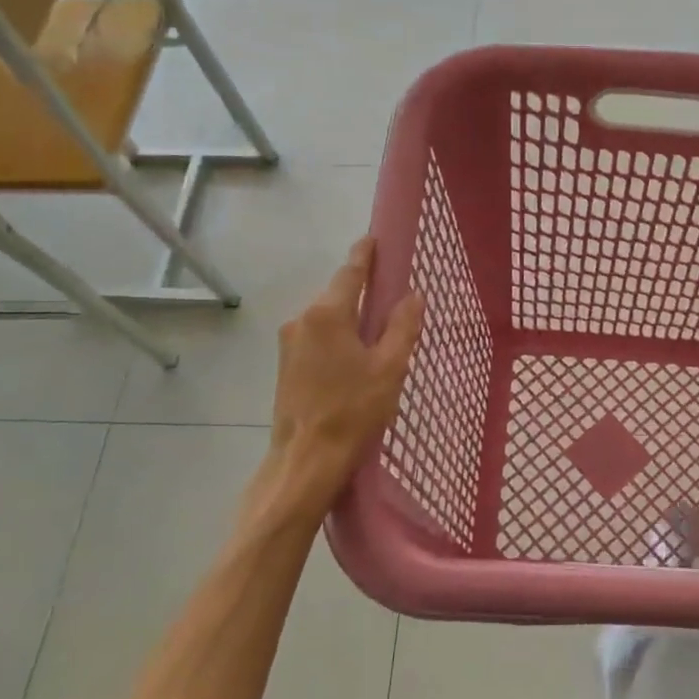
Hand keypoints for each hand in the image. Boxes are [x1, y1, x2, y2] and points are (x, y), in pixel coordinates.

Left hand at [269, 236, 423, 498]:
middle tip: (390, 290)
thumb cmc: (353, 410)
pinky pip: (317, 337)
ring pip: (326, 318)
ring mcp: (289, 343)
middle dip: (361, 289)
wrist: (305, 460)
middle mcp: (302, 320)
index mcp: (328, 314)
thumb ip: (402, 327)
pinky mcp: (285, 365)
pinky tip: (355, 354)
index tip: (374, 238)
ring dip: (350, 316)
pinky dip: (337, 335)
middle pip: (337, 294)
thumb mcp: (390, 367)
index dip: (364, 255)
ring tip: (378, 328)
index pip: (350, 273)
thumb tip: (412, 295)